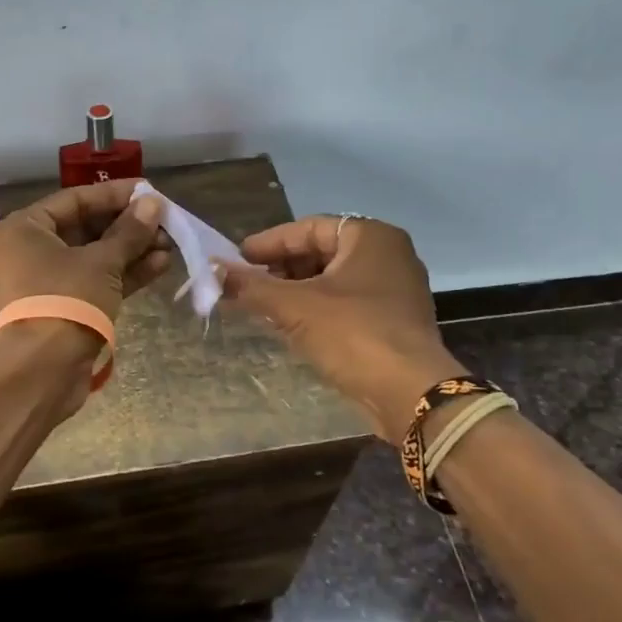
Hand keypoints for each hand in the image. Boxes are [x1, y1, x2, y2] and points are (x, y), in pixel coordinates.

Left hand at [0, 180, 170, 320]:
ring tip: (170, 244)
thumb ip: (130, 231)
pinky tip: (160, 265)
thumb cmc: (66, 300)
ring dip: (132, 250)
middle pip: (86, 228)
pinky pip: (96, 281)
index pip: (76, 199)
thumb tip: (154, 203)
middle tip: (166, 222)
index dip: (115, 194)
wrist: (43, 371)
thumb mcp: (102, 262)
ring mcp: (47, 281)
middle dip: (129, 226)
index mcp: (25, 229)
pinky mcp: (64, 307)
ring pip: (95, 257)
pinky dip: (125, 273)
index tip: (150, 191)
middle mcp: (30, 250)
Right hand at [218, 215, 459, 439]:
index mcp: (371, 236)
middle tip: (247, 283)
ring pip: (333, 280)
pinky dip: (317, 308)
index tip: (237, 259)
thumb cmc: (353, 334)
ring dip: (296, 290)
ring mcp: (395, 290)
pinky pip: (347, 303)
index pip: (309, 228)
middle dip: (281, 268)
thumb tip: (211, 271)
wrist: (410, 393)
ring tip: (261, 304)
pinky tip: (290, 324)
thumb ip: (251, 286)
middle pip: (321, 252)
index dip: (269, 243)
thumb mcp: (294, 307)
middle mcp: (388, 255)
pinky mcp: (394, 321)